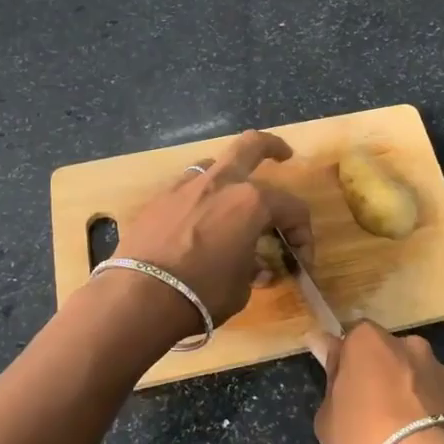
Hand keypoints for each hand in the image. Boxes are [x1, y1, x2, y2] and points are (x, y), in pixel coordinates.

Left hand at [114, 129, 312, 328]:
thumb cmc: (203, 293)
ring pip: (215, 165)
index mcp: (252, 202)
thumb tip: (256, 266)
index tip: (302, 260)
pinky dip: (200, 199)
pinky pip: (187, 189)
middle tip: (283, 156)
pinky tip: (198, 221)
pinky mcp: (158, 200)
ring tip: (233, 199)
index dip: (303, 234)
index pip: (292, 207)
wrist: (140, 297)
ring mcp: (185, 186)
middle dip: (272, 147)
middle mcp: (220, 183)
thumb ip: (253, 268)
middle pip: (251, 146)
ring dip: (230, 177)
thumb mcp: (241, 287)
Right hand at [308, 321, 443, 443]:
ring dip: (410, 396)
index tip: (339, 388)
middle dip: (380, 377)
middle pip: (387, 356)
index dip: (344, 363)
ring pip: (417, 377)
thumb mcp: (327, 420)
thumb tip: (327, 349)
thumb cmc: (367, 441)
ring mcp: (441, 369)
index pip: (349, 339)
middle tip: (370, 415)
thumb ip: (331, 381)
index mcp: (368, 341)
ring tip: (404, 438)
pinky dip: (433, 415)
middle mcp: (408, 344)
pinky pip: (440, 401)